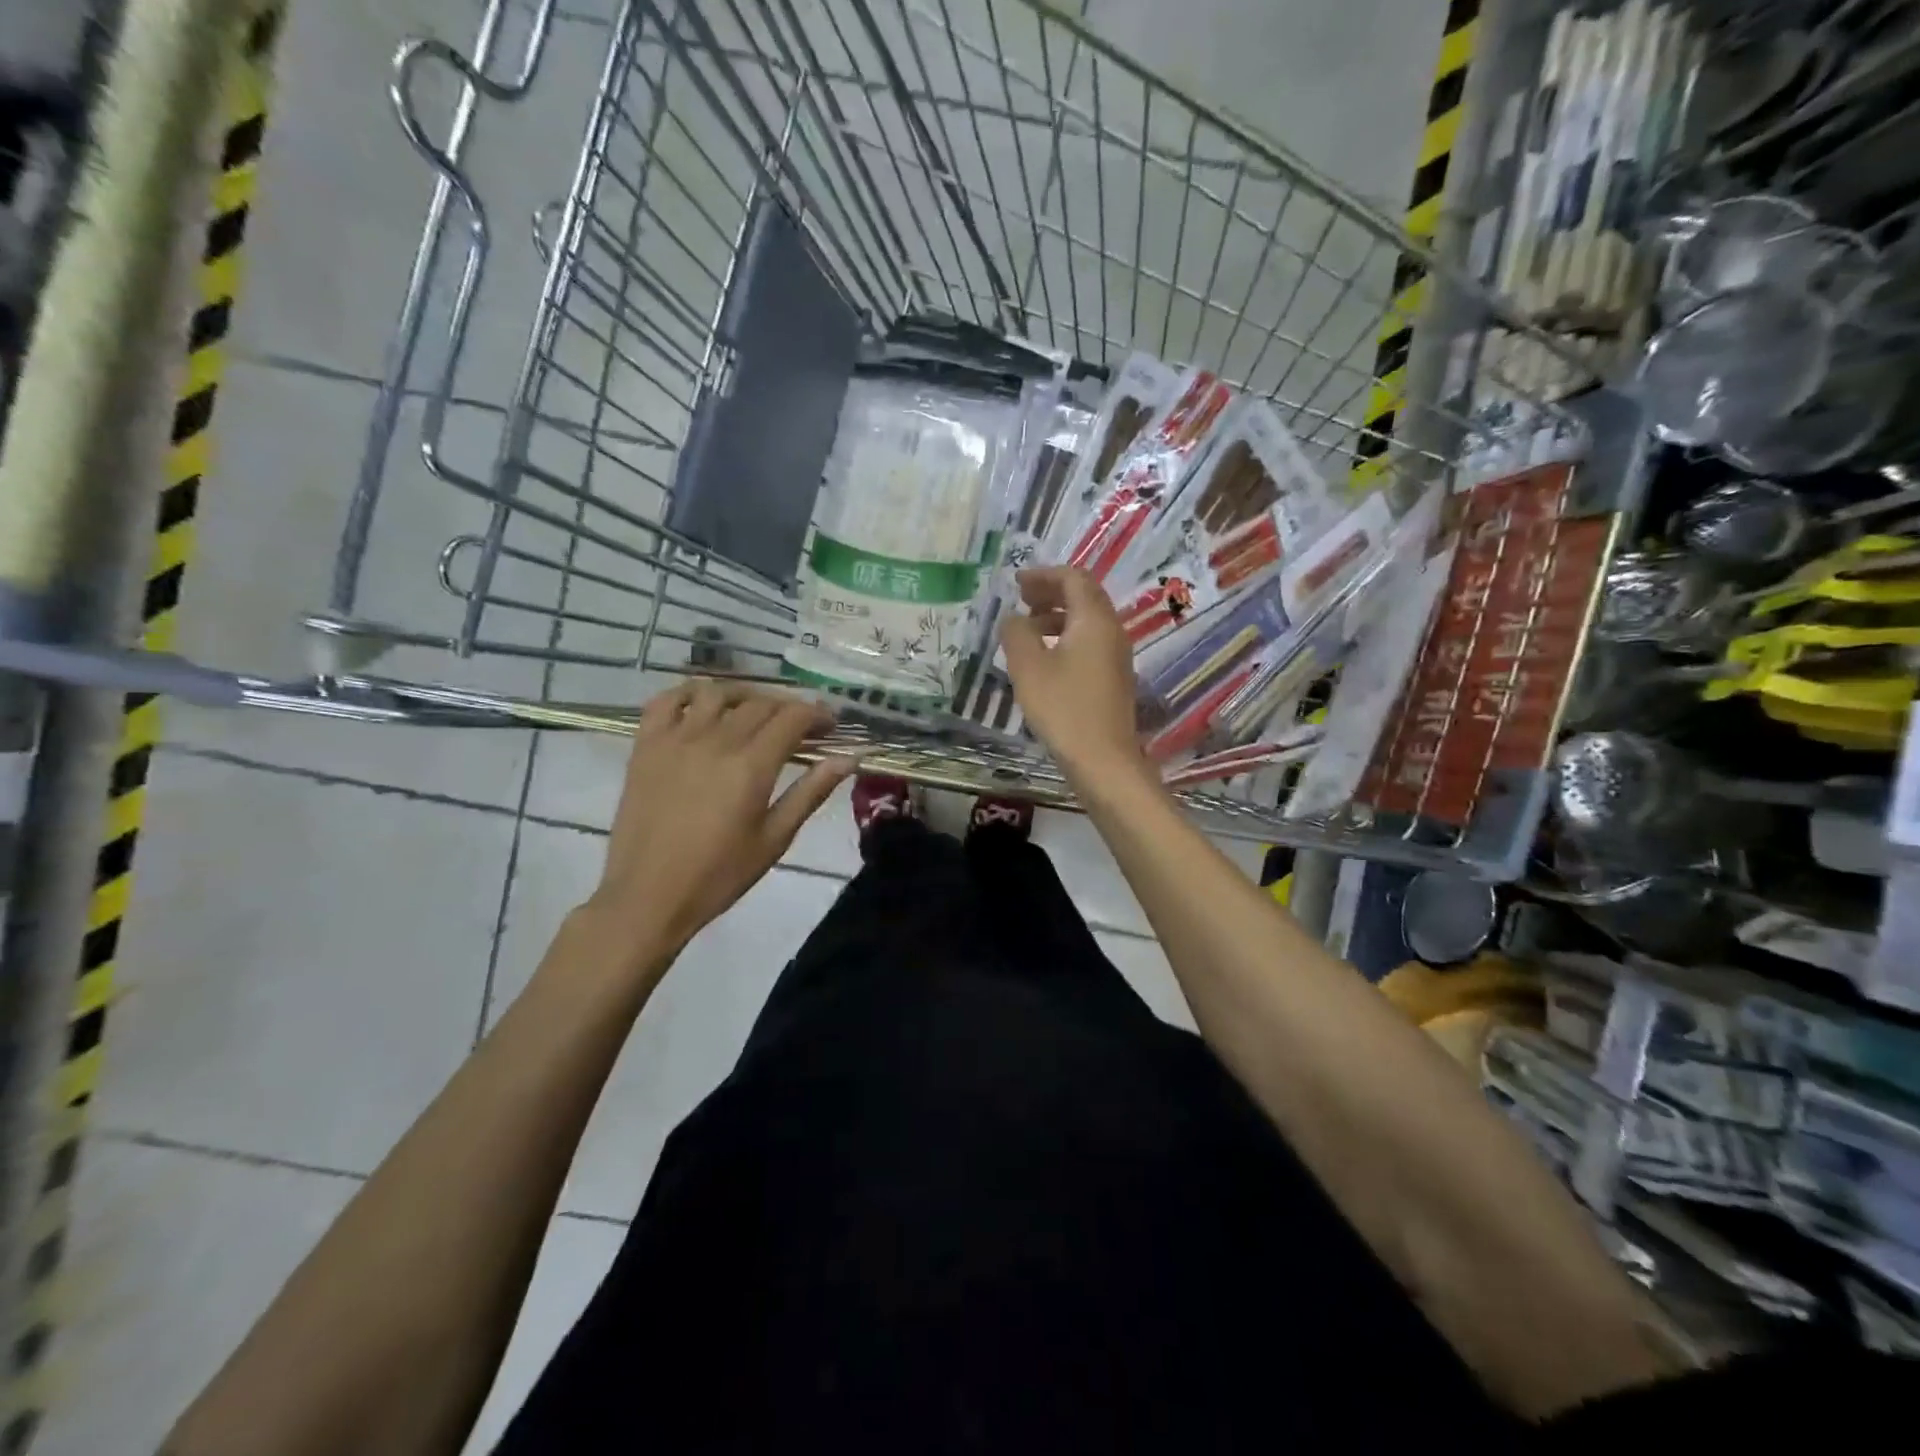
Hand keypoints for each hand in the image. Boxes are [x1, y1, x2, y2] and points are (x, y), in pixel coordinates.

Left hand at [578, 681, 855, 968]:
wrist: (648, 896)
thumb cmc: (719, 875)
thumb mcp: (775, 839)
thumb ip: (810, 793)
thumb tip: (848, 759)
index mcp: (751, 766)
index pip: (792, 717)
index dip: (817, 714)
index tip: (830, 726)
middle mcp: (715, 741)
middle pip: (760, 703)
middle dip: (788, 708)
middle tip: (800, 727)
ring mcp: (676, 739)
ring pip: (717, 693)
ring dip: (744, 695)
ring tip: (754, 712)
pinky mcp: (646, 746)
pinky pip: (666, 700)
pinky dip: (689, 694)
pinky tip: (702, 706)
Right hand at [1000, 566, 1149, 784]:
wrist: (1103, 760)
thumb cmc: (1063, 708)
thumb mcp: (1028, 667)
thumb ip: (1016, 633)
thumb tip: (1013, 618)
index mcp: (1094, 620)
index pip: (1074, 578)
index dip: (1044, 575)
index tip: (1017, 583)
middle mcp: (1112, 630)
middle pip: (1084, 596)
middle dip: (1051, 592)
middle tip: (1021, 599)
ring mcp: (1116, 656)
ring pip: (1087, 621)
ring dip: (1057, 616)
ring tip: (1027, 628)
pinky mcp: (1113, 678)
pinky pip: (1090, 642)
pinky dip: (1066, 637)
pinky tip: (1045, 658)